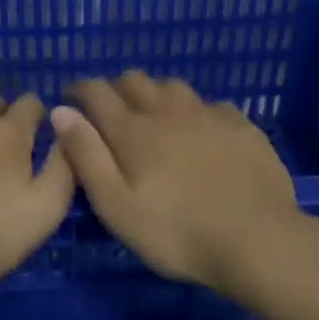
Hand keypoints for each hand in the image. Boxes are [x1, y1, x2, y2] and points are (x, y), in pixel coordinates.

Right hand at [51, 72, 305, 292]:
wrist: (257, 239)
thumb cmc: (176, 232)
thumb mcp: (116, 206)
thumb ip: (87, 156)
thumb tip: (61, 112)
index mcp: (133, 130)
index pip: (97, 92)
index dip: (79, 90)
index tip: (70, 98)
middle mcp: (168, 111)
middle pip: (135, 81)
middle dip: (115, 88)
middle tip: (110, 112)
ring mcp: (208, 115)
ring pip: (173, 86)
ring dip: (155, 94)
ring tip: (152, 115)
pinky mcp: (241, 126)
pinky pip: (210, 104)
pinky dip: (194, 110)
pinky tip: (200, 129)